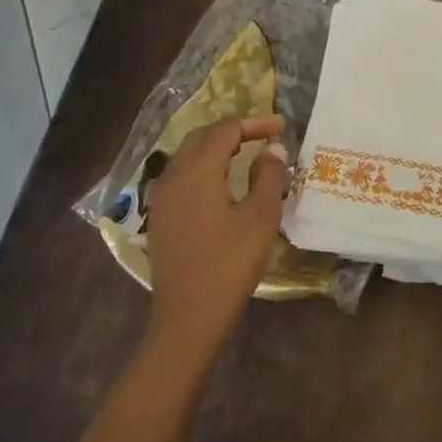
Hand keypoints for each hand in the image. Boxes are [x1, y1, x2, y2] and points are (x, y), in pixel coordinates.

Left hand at [143, 115, 286, 350]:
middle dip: (234, 130)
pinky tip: (221, 181)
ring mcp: (161, 197)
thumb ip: (268, 176)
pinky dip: (203, 166)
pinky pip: (181, 175)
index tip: (281, 126)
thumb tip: (272, 149)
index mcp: (197, 171)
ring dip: (217, 147)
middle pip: (202, 137)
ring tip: (246, 152)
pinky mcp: (159, 216)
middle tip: (264, 135)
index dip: (255, 123)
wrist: (188, 318)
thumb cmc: (230, 264)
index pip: (226, 130)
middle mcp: (173, 175)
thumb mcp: (260, 217)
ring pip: (188, 155)